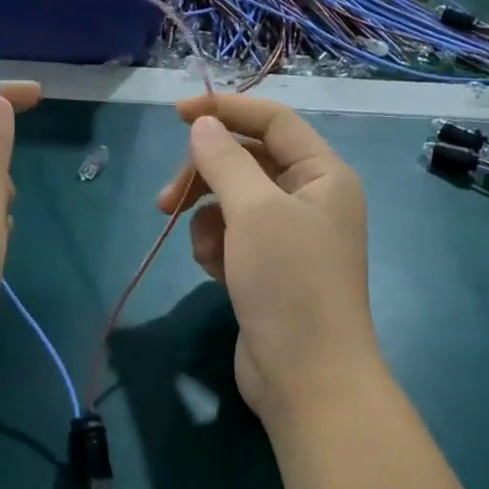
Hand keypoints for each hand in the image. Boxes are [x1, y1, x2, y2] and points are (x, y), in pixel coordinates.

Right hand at [156, 95, 382, 426]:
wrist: (306, 378)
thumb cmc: (289, 284)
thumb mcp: (255, 212)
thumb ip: (225, 161)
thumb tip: (204, 126)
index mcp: (323, 175)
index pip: (273, 121)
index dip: (226, 111)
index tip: (177, 116)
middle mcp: (310, 200)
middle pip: (247, 163)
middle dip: (205, 177)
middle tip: (166, 201)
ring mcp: (289, 238)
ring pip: (232, 203)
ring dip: (208, 220)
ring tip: (207, 252)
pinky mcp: (267, 270)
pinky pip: (232, 239)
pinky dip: (216, 249)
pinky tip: (215, 273)